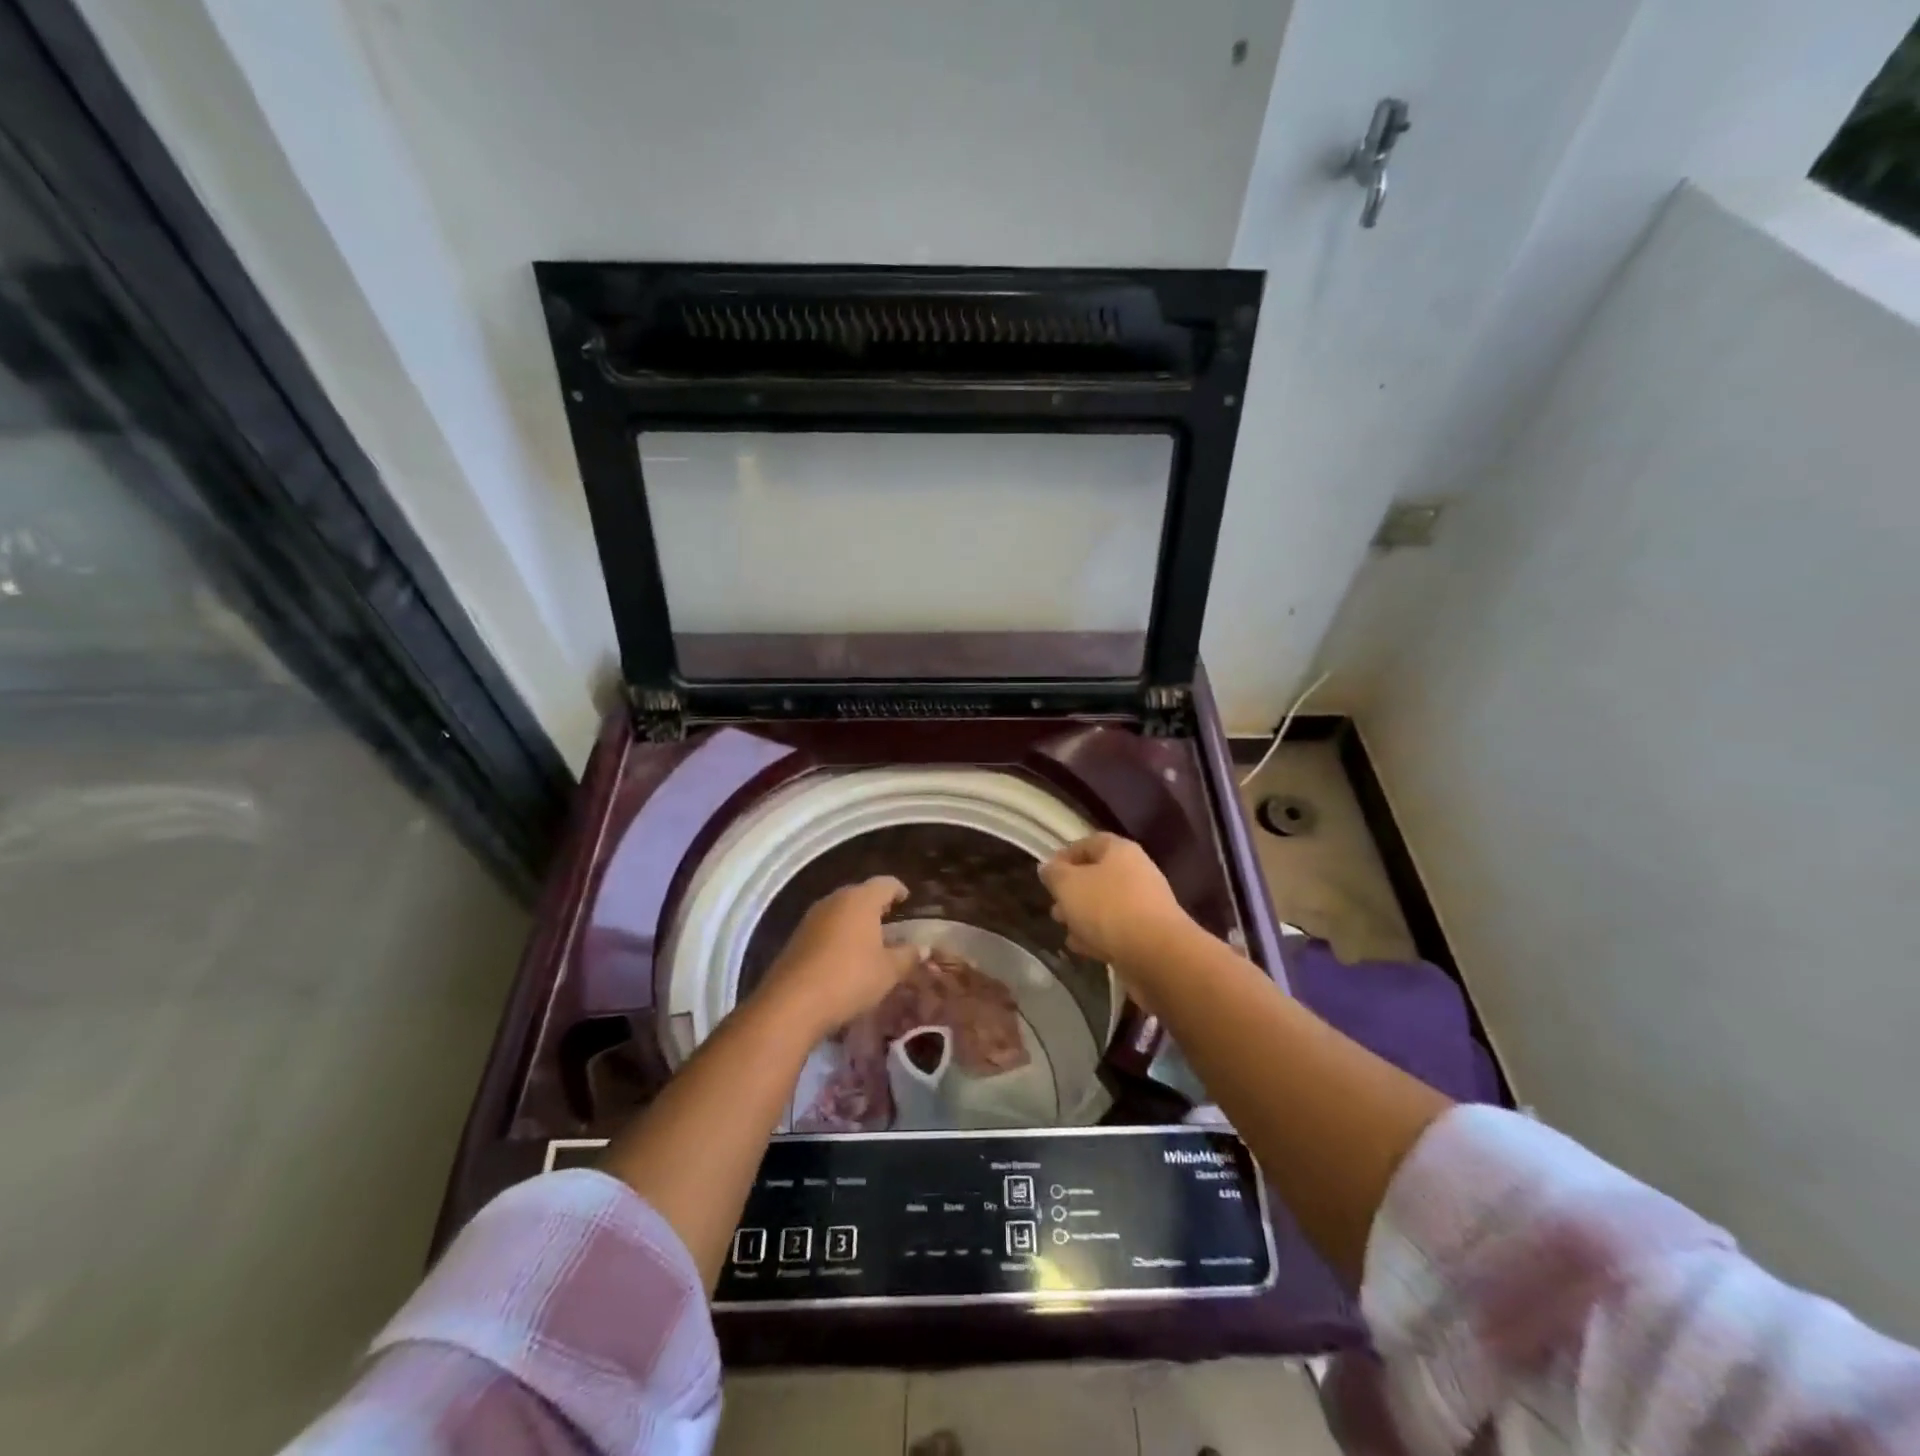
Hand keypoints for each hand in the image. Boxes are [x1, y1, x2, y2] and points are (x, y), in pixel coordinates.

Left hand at [758, 876, 921, 1039]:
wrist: (792, 1003)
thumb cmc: (850, 978)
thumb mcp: (888, 971)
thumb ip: (908, 956)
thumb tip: (922, 948)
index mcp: (860, 899)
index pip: (885, 883)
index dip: (899, 890)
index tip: (907, 900)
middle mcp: (834, 900)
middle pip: (860, 894)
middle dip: (876, 905)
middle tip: (891, 921)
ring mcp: (812, 917)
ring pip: (840, 910)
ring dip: (855, 921)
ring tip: (870, 940)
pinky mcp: (797, 937)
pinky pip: (825, 928)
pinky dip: (838, 935)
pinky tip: (845, 956)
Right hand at [1038, 833, 1194, 966]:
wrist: (1156, 953)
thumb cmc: (1108, 908)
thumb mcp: (1068, 885)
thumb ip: (1054, 874)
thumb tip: (1047, 867)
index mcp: (1120, 851)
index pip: (1089, 843)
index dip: (1065, 855)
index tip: (1047, 873)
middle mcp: (1137, 872)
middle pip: (1098, 876)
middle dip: (1072, 891)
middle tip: (1054, 906)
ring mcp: (1146, 904)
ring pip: (1106, 904)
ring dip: (1083, 915)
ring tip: (1064, 929)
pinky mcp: (1149, 934)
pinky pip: (1118, 928)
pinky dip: (1098, 935)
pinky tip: (1082, 948)